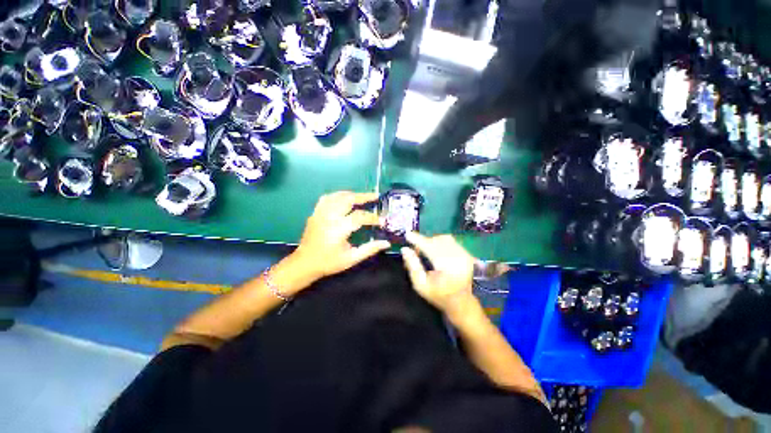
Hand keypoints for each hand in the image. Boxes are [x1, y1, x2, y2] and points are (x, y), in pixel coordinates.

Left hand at [295, 191, 389, 280]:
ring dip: (352, 194)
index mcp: (339, 228)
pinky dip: (337, 195)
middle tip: (375, 196)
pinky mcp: (315, 213)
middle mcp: (330, 217)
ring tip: (362, 196)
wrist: (305, 263)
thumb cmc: (329, 262)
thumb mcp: (351, 259)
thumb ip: (369, 249)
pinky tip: (344, 198)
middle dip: (364, 196)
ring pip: (338, 196)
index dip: (373, 217)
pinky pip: (326, 198)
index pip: (360, 217)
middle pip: (348, 199)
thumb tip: (386, 243)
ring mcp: (321, 213)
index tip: (382, 221)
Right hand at [400, 232, 478, 317]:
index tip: (407, 234)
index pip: (429, 247)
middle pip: (437, 241)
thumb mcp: (421, 285)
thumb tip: (405, 249)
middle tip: (416, 248)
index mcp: (447, 267)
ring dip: (433, 241)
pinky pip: (451, 241)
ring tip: (426, 250)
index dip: (418, 240)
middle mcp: (458, 257)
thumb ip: (412, 266)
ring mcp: (465, 255)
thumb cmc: (439, 296)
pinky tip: (436, 251)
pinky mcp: (467, 254)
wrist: (462, 304)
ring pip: (444, 239)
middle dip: (424, 241)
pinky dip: (441, 243)